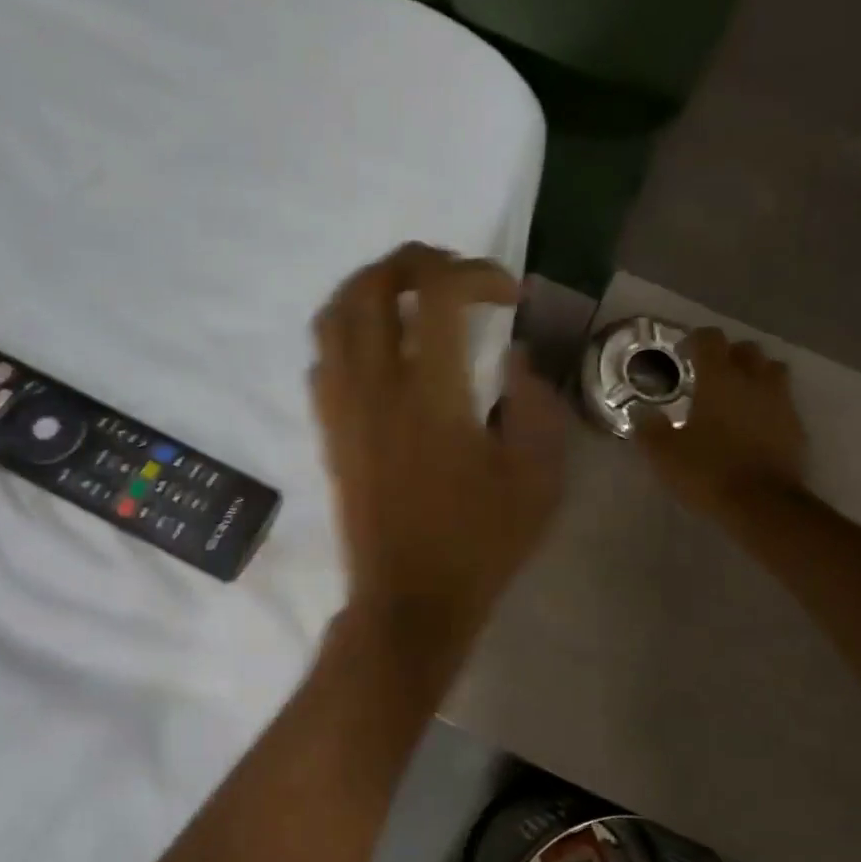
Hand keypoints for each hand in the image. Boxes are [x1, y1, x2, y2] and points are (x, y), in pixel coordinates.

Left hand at [312, 244, 567, 654]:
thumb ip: (537, 406)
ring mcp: (343, 407)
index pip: (440, 291)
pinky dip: (350, 330)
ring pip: (335, 313)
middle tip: (456, 275)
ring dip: (374, 287)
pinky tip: (382, 349)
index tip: (510, 297)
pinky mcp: (328, 430)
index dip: (478, 272)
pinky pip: (323, 356)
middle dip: (418, 260)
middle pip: (374, 284)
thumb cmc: (478, 545)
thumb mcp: (538, 481)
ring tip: (414, 298)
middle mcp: (377, 387)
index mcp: (433, 395)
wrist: (409, 601)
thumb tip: (515, 358)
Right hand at [637, 328, 806, 519]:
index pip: (711, 339)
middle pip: (747, 350)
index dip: (696, 339)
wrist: (762, 504)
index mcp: (719, 379)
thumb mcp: (664, 454)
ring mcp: (781, 403)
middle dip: (729, 355)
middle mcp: (754, 381)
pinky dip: (768, 405)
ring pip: (772, 371)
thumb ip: (649, 429)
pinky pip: (783, 403)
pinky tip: (754, 424)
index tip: (683, 352)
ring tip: (738, 394)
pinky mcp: (796, 427)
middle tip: (711, 374)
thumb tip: (641, 413)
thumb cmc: (708, 471)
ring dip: (756, 374)